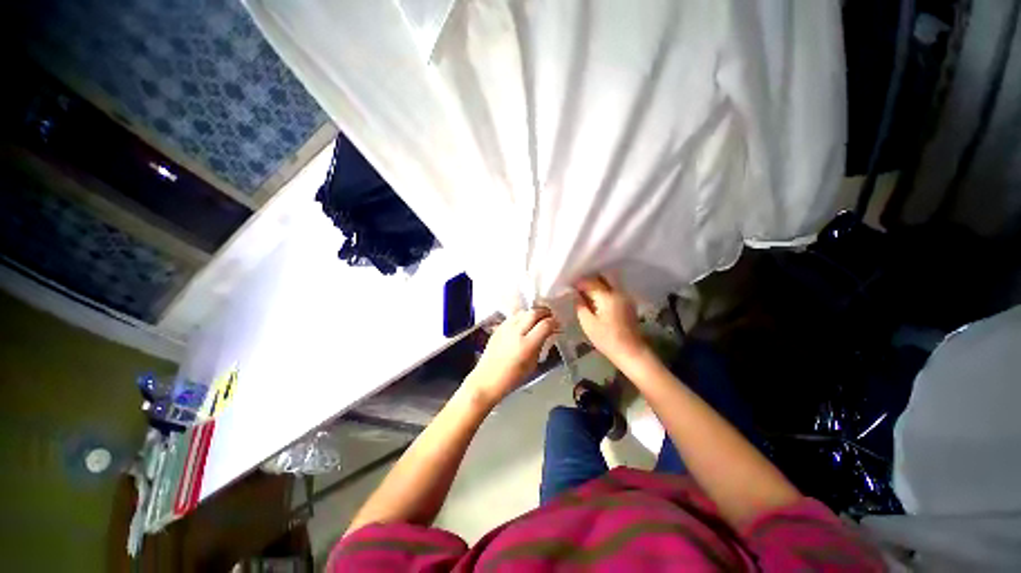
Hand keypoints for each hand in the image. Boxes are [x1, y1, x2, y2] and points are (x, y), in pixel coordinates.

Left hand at [466, 308, 558, 406]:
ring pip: (523, 312)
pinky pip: (513, 317)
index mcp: (527, 344)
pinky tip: (524, 323)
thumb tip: (549, 333)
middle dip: (544, 312)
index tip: (558, 324)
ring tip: (538, 318)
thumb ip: (541, 345)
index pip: (545, 324)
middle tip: (550, 316)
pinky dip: (522, 317)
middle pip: (534, 312)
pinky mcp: (498, 328)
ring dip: (533, 313)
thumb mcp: (533, 363)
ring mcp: (505, 328)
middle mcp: (516, 332)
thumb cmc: (513, 377)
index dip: (554, 322)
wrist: (488, 379)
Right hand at [575, 275, 646, 360]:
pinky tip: (596, 301)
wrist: (631, 352)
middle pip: (602, 278)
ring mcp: (625, 297)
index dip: (579, 282)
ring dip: (597, 286)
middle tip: (577, 288)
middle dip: (589, 281)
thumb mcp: (588, 324)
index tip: (570, 287)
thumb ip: (580, 306)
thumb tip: (576, 295)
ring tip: (585, 294)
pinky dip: (604, 292)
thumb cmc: (607, 339)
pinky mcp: (628, 303)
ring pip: (608, 283)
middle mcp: (618, 292)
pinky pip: (613, 291)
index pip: (591, 281)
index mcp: (607, 296)